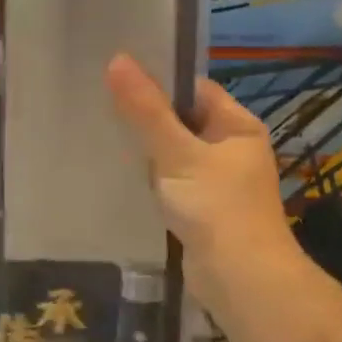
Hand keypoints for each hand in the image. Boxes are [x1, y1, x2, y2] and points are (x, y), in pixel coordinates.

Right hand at [105, 54, 307, 310]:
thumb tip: (117, 60)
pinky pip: (170, 183)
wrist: (241, 281)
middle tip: (100, 107)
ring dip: (145, 152)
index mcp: (238, 127)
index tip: (116, 78)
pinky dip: (150, 180)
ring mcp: (217, 182)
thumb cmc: (216, 208)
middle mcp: (231, 150)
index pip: (194, 90)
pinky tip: (119, 177)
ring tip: (101, 137)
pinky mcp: (201, 210)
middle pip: (181, 121)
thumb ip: (145, 110)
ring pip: (172, 154)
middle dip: (145, 118)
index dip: (158, 82)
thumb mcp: (176, 153)